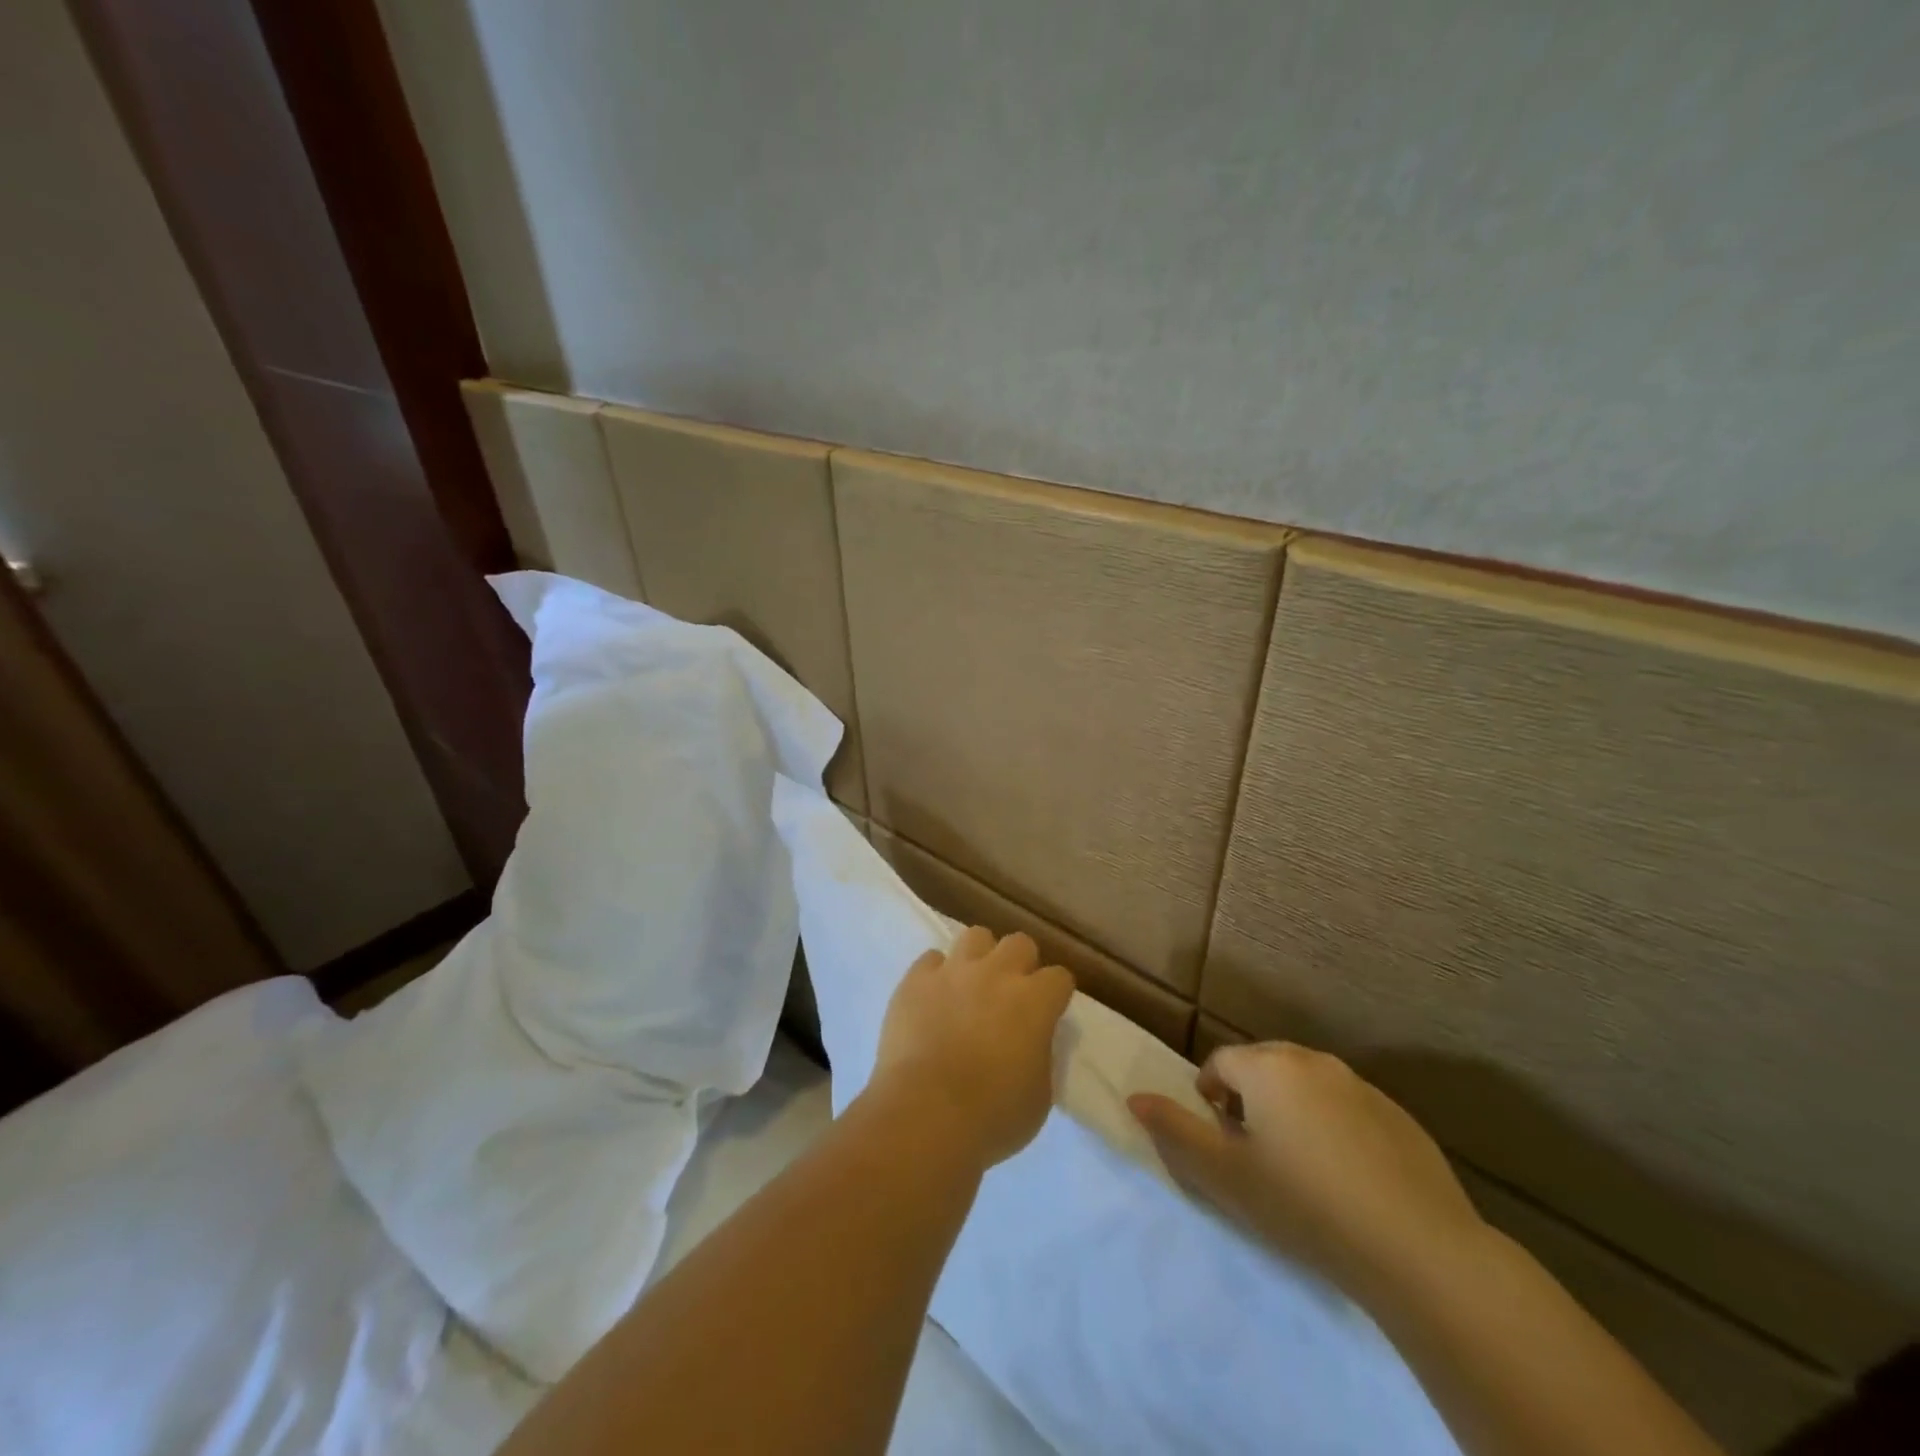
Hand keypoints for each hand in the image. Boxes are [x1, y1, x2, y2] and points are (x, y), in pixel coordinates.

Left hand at [868, 926, 1075, 1171]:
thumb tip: (1033, 1040)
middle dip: (1021, 964)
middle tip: (1012, 995)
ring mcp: (953, 971)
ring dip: (980, 957)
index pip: (1060, 977)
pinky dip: (937, 974)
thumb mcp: (1040, 1096)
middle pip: (1020, 942)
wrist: (925, 1115)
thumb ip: (1041, 1055)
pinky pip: (931, 959)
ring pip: (975, 936)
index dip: (1056, 994)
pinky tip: (934, 996)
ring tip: (972, 985)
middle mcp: (997, 973)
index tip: (1050, 1012)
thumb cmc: (992, 1116)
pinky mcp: (915, 980)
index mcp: (1035, 1001)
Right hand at [1129, 1041, 1487, 1306]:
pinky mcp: (1400, 1116)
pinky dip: (1336, 1126)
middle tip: (1253, 1148)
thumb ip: (1174, 1131)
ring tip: (1299, 1163)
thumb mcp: (1225, 1175)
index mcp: (1269, 1067)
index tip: (1219, 1136)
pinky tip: (1348, 1177)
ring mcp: (1362, 1086)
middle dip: (1249, 1095)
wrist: (1419, 1250)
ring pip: (1308, 1084)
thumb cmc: (1305, 1205)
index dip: (1210, 1095)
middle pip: (1264, 1064)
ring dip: (1292, 1108)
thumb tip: (1134, 1097)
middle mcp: (1313, 1062)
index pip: (1221, 1062)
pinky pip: (1349, 1107)